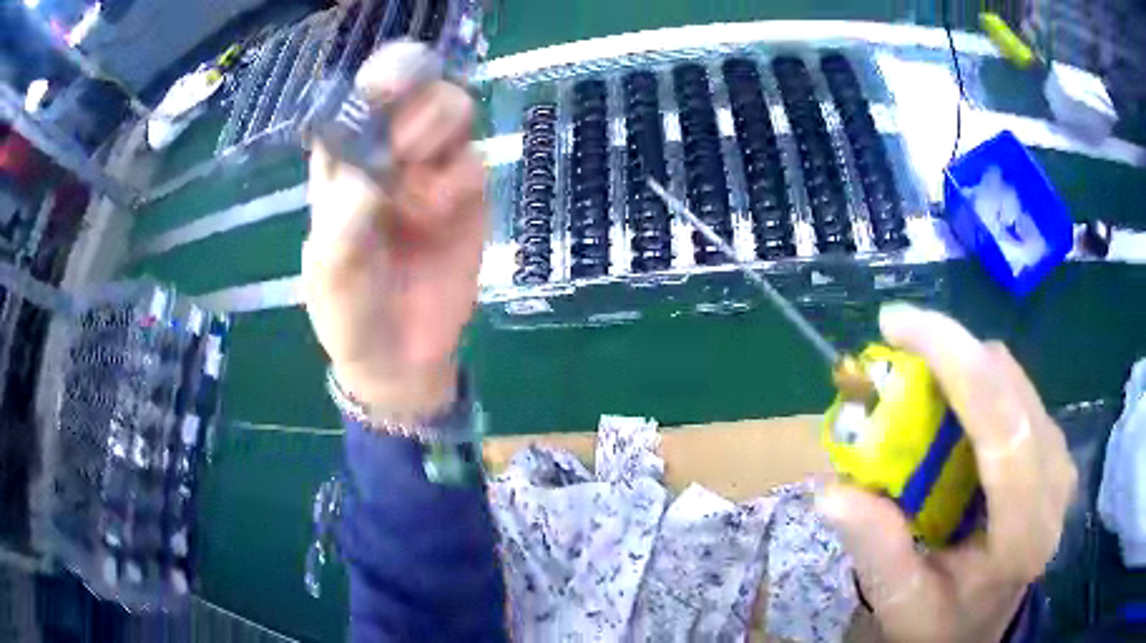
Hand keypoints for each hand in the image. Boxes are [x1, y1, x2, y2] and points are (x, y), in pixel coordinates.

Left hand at [302, 42, 484, 418]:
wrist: (399, 357)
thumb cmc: (349, 314)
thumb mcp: (331, 273)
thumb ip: (344, 221)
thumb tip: (373, 171)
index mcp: (342, 164)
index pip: (358, 100)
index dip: (375, 82)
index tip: (385, 90)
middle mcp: (387, 155)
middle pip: (415, 88)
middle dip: (416, 102)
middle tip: (407, 145)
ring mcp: (430, 173)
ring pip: (452, 110)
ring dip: (440, 134)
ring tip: (418, 186)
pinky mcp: (466, 198)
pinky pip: (473, 161)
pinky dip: (458, 180)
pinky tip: (438, 215)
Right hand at [816, 304, 1076, 641]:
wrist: (985, 624)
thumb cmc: (944, 623)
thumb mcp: (903, 606)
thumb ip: (878, 553)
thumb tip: (832, 492)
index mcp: (1025, 532)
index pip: (1003, 426)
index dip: (954, 359)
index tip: (896, 325)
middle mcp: (1055, 482)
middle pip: (1008, 386)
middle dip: (948, 353)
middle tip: (893, 358)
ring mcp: (1060, 458)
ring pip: (1011, 378)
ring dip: (960, 368)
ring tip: (914, 390)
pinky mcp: (1052, 445)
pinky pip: (1014, 389)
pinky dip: (975, 382)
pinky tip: (948, 410)